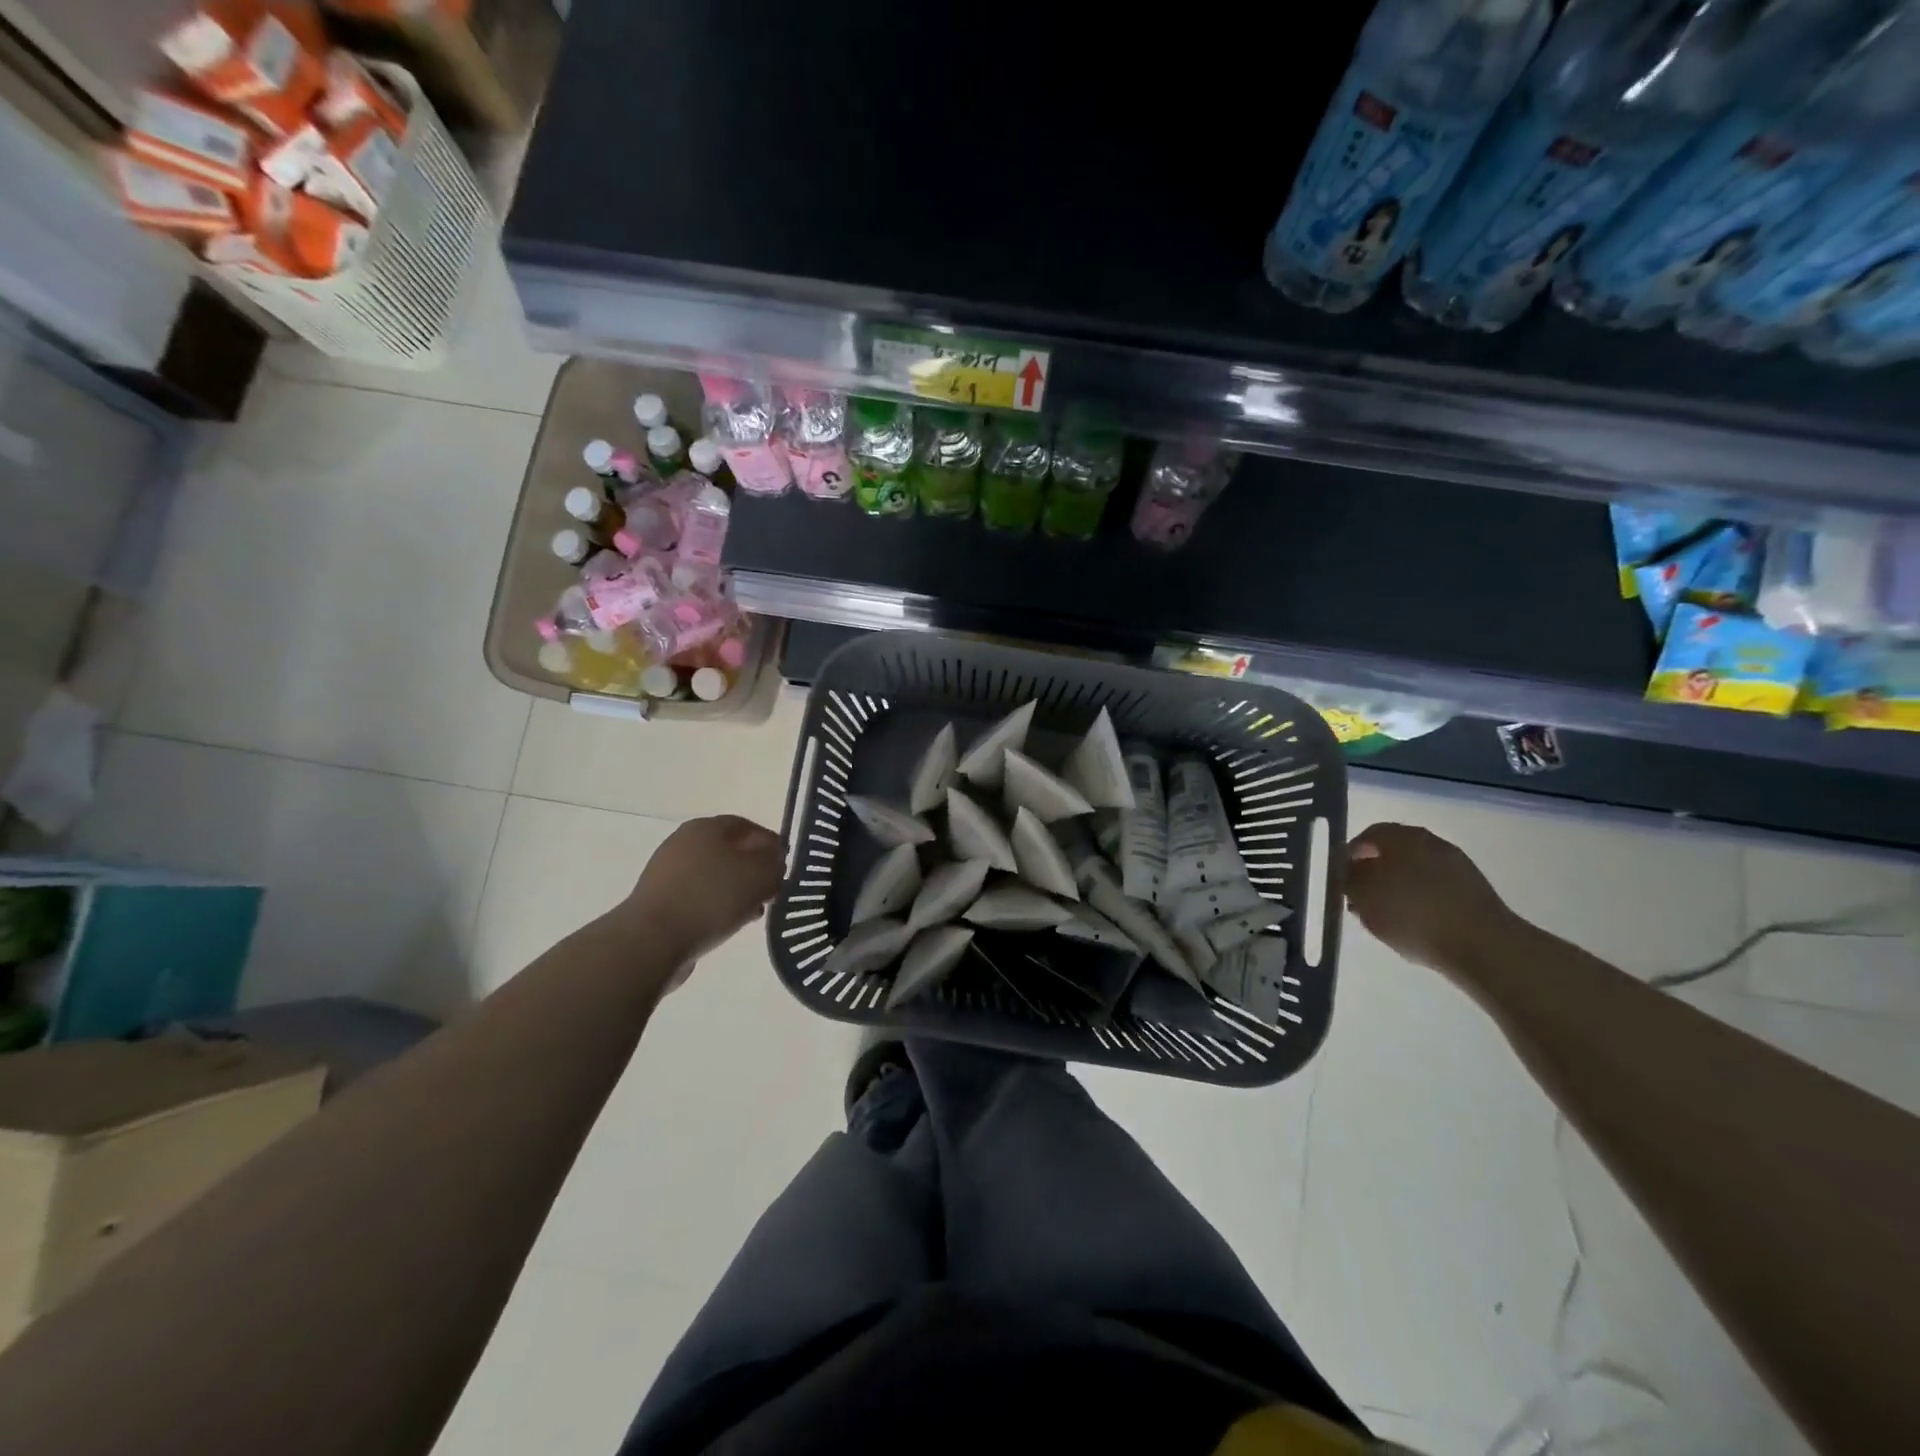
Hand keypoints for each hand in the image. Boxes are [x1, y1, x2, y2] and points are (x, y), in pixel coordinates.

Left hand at [615, 816, 785, 972]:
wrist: (652, 941)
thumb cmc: (711, 898)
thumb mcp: (759, 875)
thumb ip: (774, 861)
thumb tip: (774, 859)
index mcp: (706, 827)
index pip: (747, 826)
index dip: (770, 844)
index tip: (785, 866)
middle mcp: (683, 842)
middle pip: (729, 851)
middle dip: (753, 870)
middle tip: (772, 890)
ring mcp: (667, 873)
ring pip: (714, 876)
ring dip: (736, 891)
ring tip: (753, 911)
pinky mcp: (659, 901)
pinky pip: (698, 898)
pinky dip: (716, 906)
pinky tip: (728, 924)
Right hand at [1345, 823, 1520, 978]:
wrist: (1483, 946)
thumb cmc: (1412, 915)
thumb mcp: (1362, 896)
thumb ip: (1348, 879)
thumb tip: (1349, 870)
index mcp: (1401, 836)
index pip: (1367, 835)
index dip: (1350, 856)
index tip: (1341, 879)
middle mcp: (1430, 842)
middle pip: (1393, 852)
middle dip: (1375, 872)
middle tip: (1361, 898)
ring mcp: (1457, 865)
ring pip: (1415, 871)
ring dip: (1398, 888)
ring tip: (1386, 916)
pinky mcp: (1475, 890)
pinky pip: (1436, 889)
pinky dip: (1421, 900)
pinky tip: (1414, 924)